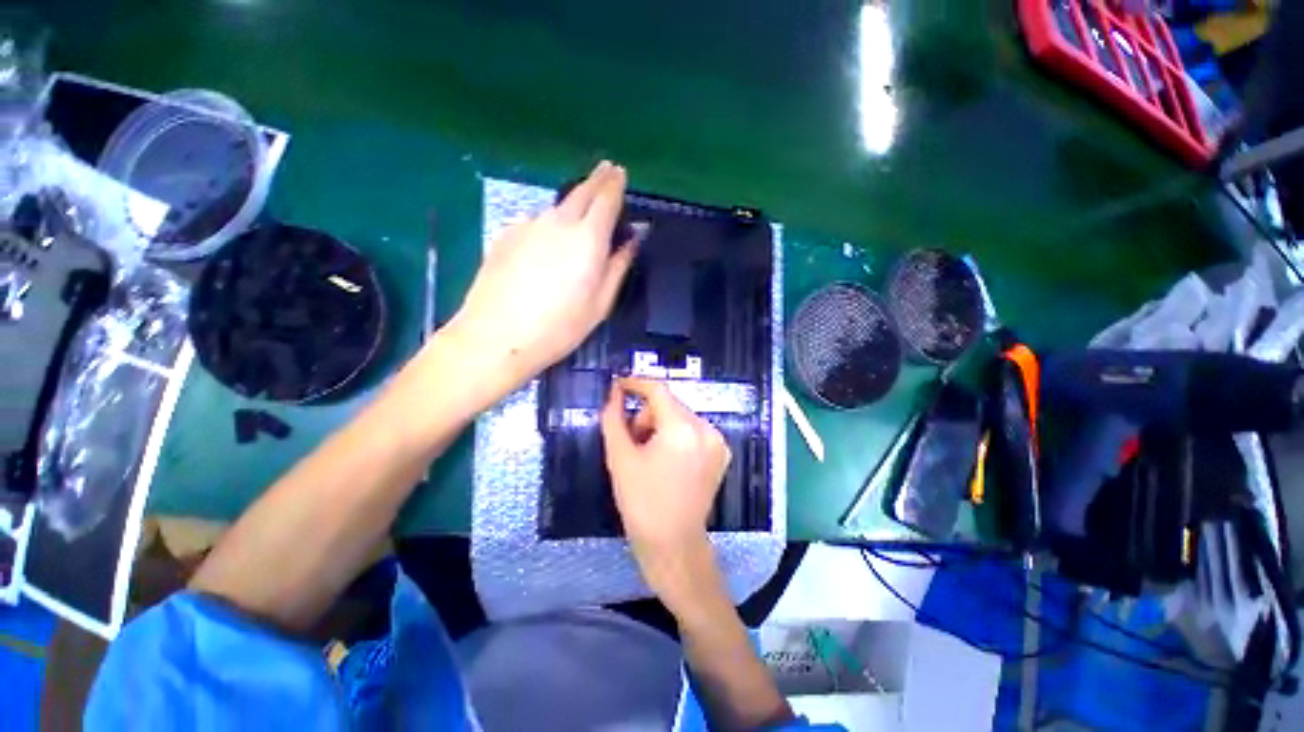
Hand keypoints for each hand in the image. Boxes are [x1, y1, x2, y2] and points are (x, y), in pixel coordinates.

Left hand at [447, 161, 639, 394]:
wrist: (497, 335)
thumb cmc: (560, 326)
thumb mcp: (600, 303)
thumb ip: (618, 267)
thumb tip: (631, 241)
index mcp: (588, 238)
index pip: (606, 199)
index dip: (615, 184)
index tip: (620, 172)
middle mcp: (558, 222)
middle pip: (581, 192)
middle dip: (597, 179)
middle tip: (606, 171)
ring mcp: (528, 225)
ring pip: (557, 207)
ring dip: (571, 205)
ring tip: (578, 214)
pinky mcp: (506, 235)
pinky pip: (534, 222)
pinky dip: (547, 224)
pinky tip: (545, 243)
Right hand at [601, 378, 730, 612]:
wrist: (673, 544)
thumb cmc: (641, 503)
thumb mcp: (620, 458)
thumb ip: (613, 419)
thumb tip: (614, 393)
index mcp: (681, 429)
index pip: (658, 391)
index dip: (636, 384)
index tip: (619, 386)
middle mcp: (705, 429)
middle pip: (669, 404)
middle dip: (646, 415)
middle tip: (632, 441)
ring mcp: (717, 441)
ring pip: (681, 416)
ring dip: (661, 426)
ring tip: (648, 454)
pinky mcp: (721, 452)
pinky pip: (693, 430)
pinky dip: (677, 435)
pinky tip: (667, 459)